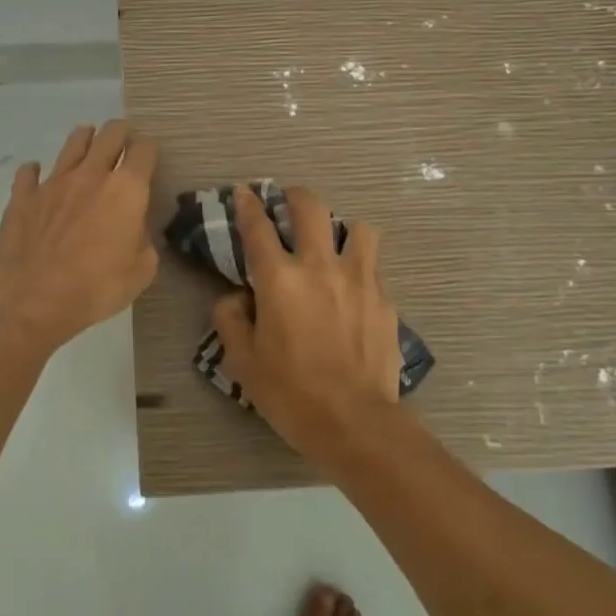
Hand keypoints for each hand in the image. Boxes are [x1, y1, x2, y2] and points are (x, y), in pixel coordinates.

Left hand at [0, 120, 159, 351]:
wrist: (33, 298)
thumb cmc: (96, 286)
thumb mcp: (141, 272)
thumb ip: (143, 242)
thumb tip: (135, 232)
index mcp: (126, 190)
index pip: (143, 151)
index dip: (148, 149)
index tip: (148, 153)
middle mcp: (91, 175)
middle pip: (109, 136)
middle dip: (119, 131)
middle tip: (122, 135)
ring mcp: (53, 182)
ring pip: (72, 145)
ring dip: (83, 139)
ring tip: (87, 138)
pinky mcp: (23, 197)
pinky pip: (29, 173)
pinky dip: (35, 171)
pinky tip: (36, 174)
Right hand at [212, 185, 402, 467]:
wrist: (355, 423)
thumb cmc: (291, 394)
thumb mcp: (242, 361)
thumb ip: (230, 319)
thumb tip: (236, 297)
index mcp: (279, 279)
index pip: (258, 227)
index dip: (248, 204)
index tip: (245, 192)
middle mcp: (320, 267)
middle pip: (311, 208)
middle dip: (295, 196)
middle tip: (288, 202)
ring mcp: (359, 279)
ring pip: (358, 228)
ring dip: (341, 229)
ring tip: (333, 244)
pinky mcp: (384, 299)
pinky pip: (372, 267)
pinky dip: (359, 267)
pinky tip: (352, 289)